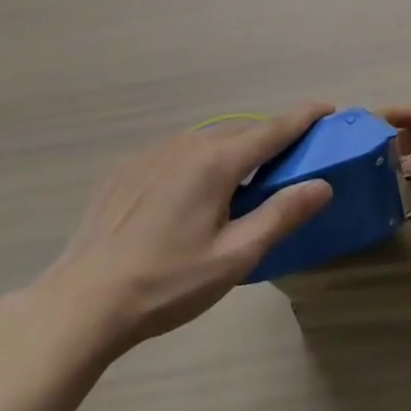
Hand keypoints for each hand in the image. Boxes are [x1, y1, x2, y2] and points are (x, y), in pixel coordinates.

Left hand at [28, 103, 334, 363]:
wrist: (82, 302)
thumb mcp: (233, 257)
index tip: (328, 108)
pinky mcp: (127, 167)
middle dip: (270, 139)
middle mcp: (189, 143)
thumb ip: (281, 215)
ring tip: (238, 184)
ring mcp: (154, 152)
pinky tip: (187, 198)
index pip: (274, 128)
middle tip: (288, 162)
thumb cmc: (166, 283)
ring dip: (231, 152)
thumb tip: (323, 184)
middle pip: (242, 132)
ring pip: (208, 140)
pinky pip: (177, 153)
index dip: (304, 116)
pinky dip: (196, 162)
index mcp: (218, 162)